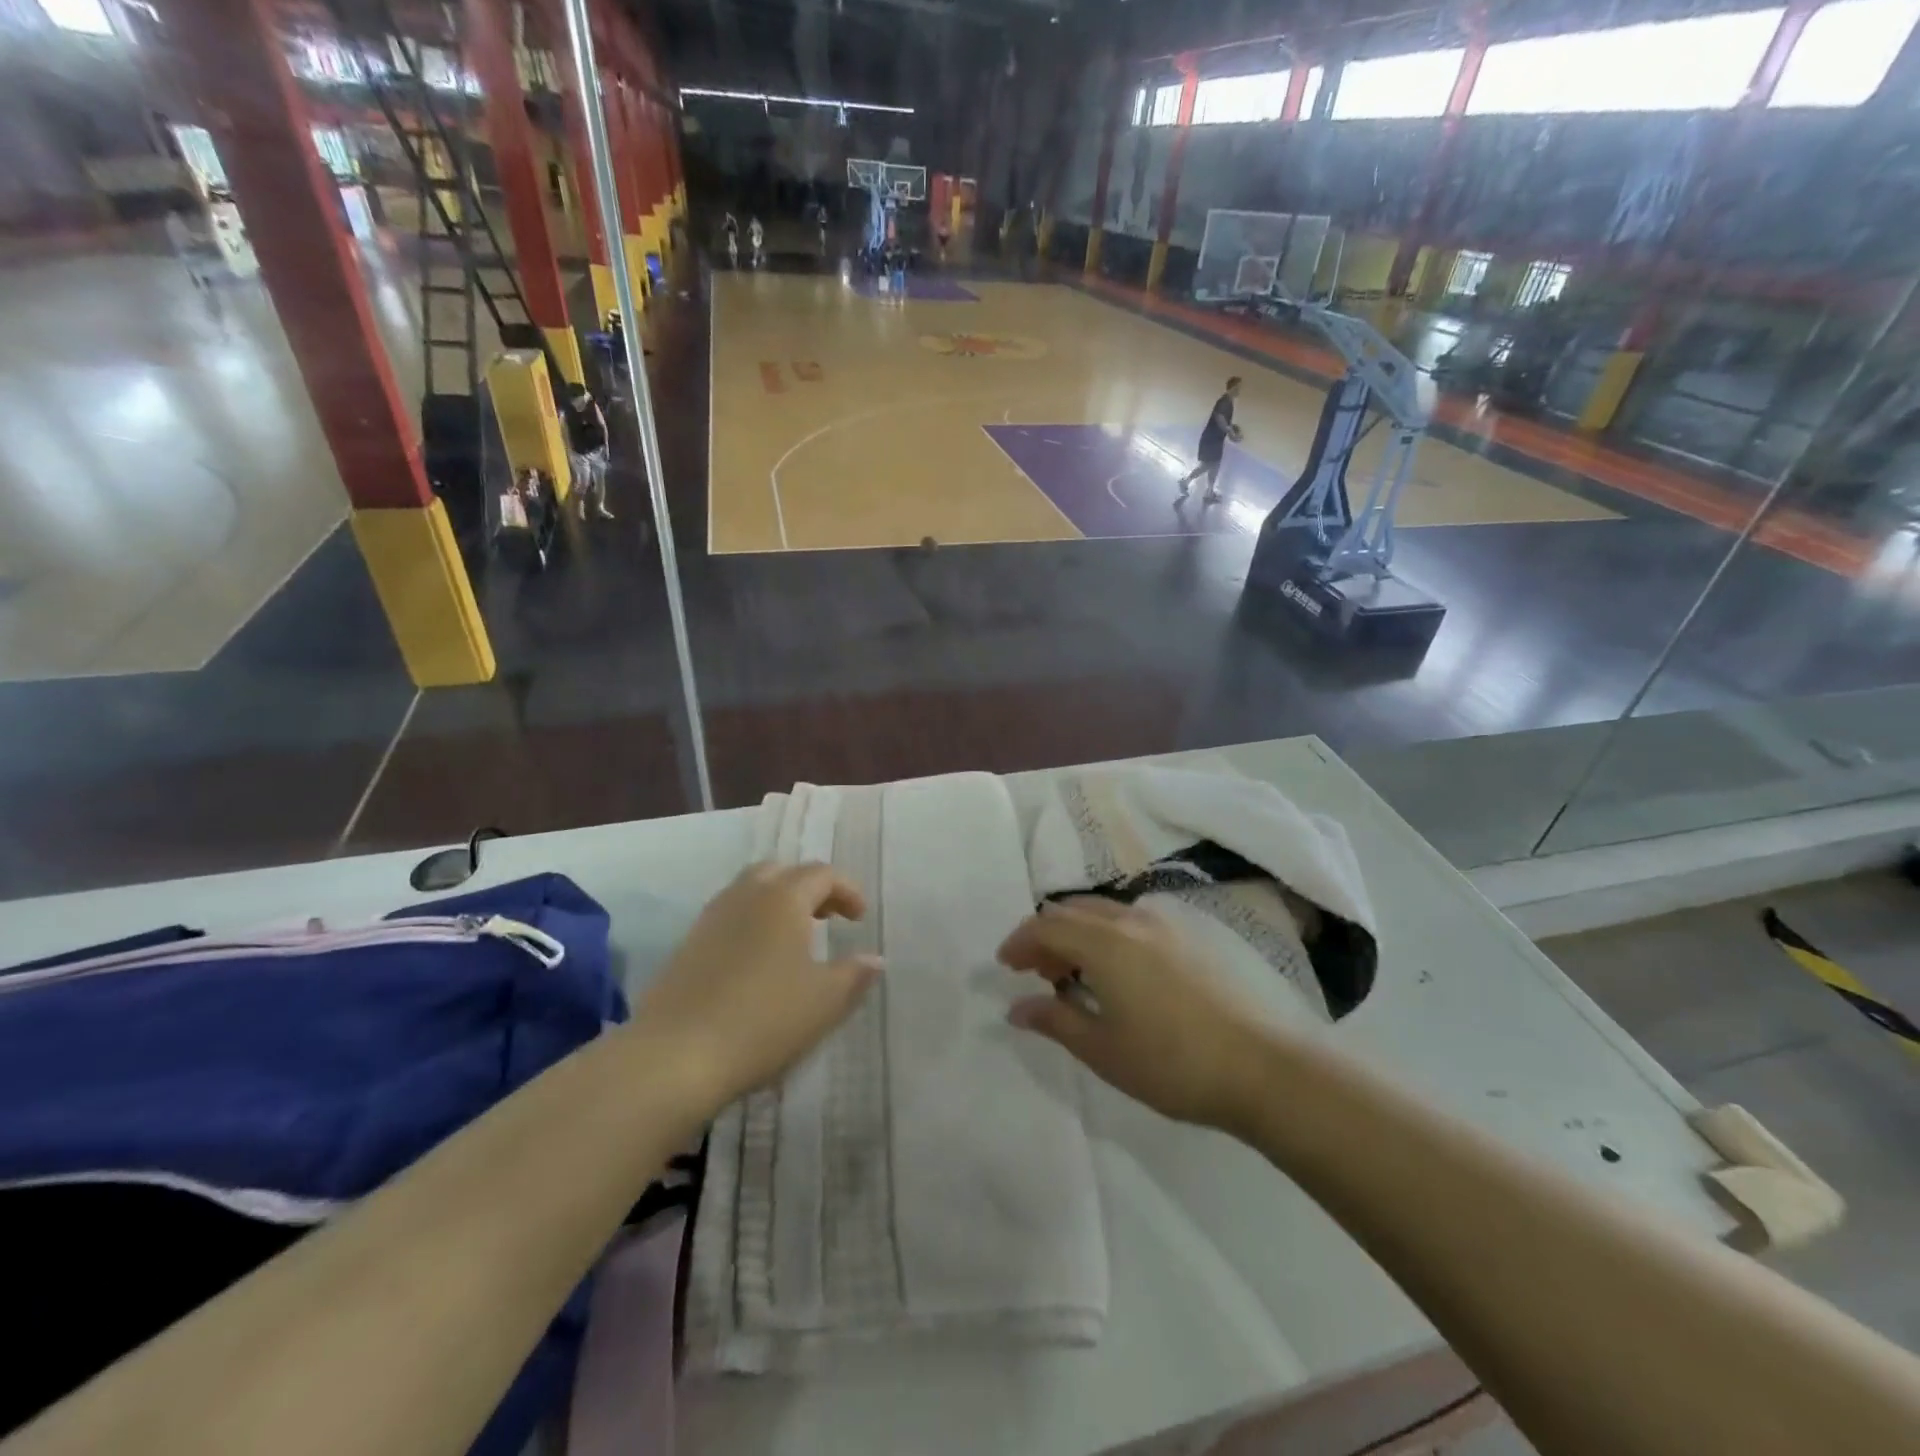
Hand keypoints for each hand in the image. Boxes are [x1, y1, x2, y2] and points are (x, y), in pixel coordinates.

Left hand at [632, 863, 881, 1114]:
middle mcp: (745, 896)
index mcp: (782, 898)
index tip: (860, 919)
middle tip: (827, 917)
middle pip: (780, 871)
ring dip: (777, 905)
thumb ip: (854, 974)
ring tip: (795, 940)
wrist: (674, 1057)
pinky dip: (751, 925)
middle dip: (808, 888)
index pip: (821, 874)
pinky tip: (758, 964)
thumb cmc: (763, 1020)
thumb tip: (874, 958)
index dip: (847, 890)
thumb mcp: (824, 1001)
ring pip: (749, 892)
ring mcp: (710, 919)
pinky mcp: (686, 947)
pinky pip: (728, 918)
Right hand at [998, 898, 1276, 1131]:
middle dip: (1047, 935)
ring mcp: (1166, 924)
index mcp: (1104, 942)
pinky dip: (1109, 935)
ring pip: (1105, 911)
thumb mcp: (1103, 1050)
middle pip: (1073, 910)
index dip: (1020, 942)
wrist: (1263, 1067)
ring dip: (1079, 933)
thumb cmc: (1172, 1063)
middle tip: (1038, 974)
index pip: (1046, 926)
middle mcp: (1132, 919)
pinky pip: (1132, 920)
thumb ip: (1055, 1021)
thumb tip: (1016, 1008)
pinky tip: (1120, 974)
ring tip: (1076, 975)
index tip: (1006, 966)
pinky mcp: (1192, 936)